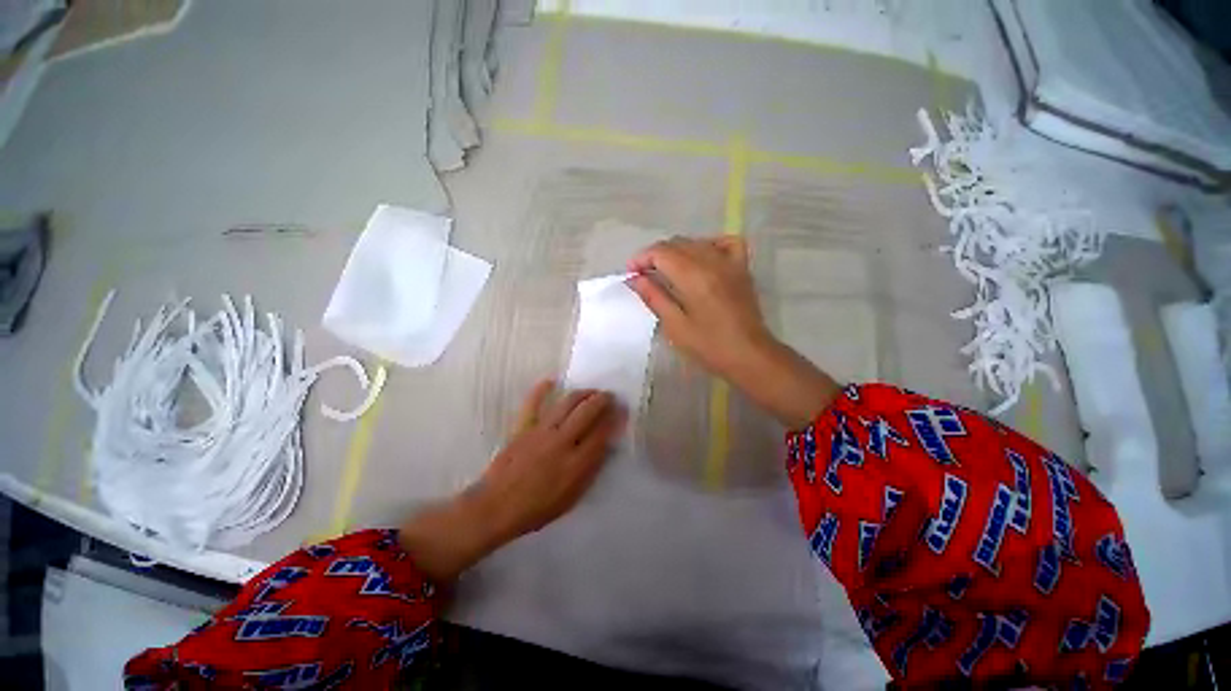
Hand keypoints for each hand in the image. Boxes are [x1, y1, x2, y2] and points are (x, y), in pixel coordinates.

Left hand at [399, 381, 622, 580]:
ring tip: (590, 391)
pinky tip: (551, 381)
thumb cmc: (538, 508)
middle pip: (587, 412)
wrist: (496, 507)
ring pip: (567, 403)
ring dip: (582, 393)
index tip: (621, 409)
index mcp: (576, 463)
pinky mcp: (522, 427)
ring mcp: (541, 432)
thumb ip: (591, 470)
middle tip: (609, 395)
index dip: (614, 418)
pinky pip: (532, 403)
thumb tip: (605, 445)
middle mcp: (562, 442)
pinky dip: (541, 389)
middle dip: (602, 400)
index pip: (602, 432)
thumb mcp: (573, 497)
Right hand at [627, 236, 771, 378]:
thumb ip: (654, 297)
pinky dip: (709, 244)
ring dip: (676, 251)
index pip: (661, 252)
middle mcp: (712, 262)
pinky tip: (701, 257)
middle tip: (644, 276)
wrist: (749, 355)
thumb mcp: (675, 326)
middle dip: (655, 255)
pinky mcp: (742, 268)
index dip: (641, 259)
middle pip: (676, 244)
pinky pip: (725, 242)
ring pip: (696, 242)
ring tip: (666, 270)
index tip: (631, 273)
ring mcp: (730, 262)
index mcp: (693, 277)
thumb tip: (635, 279)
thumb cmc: (709, 346)